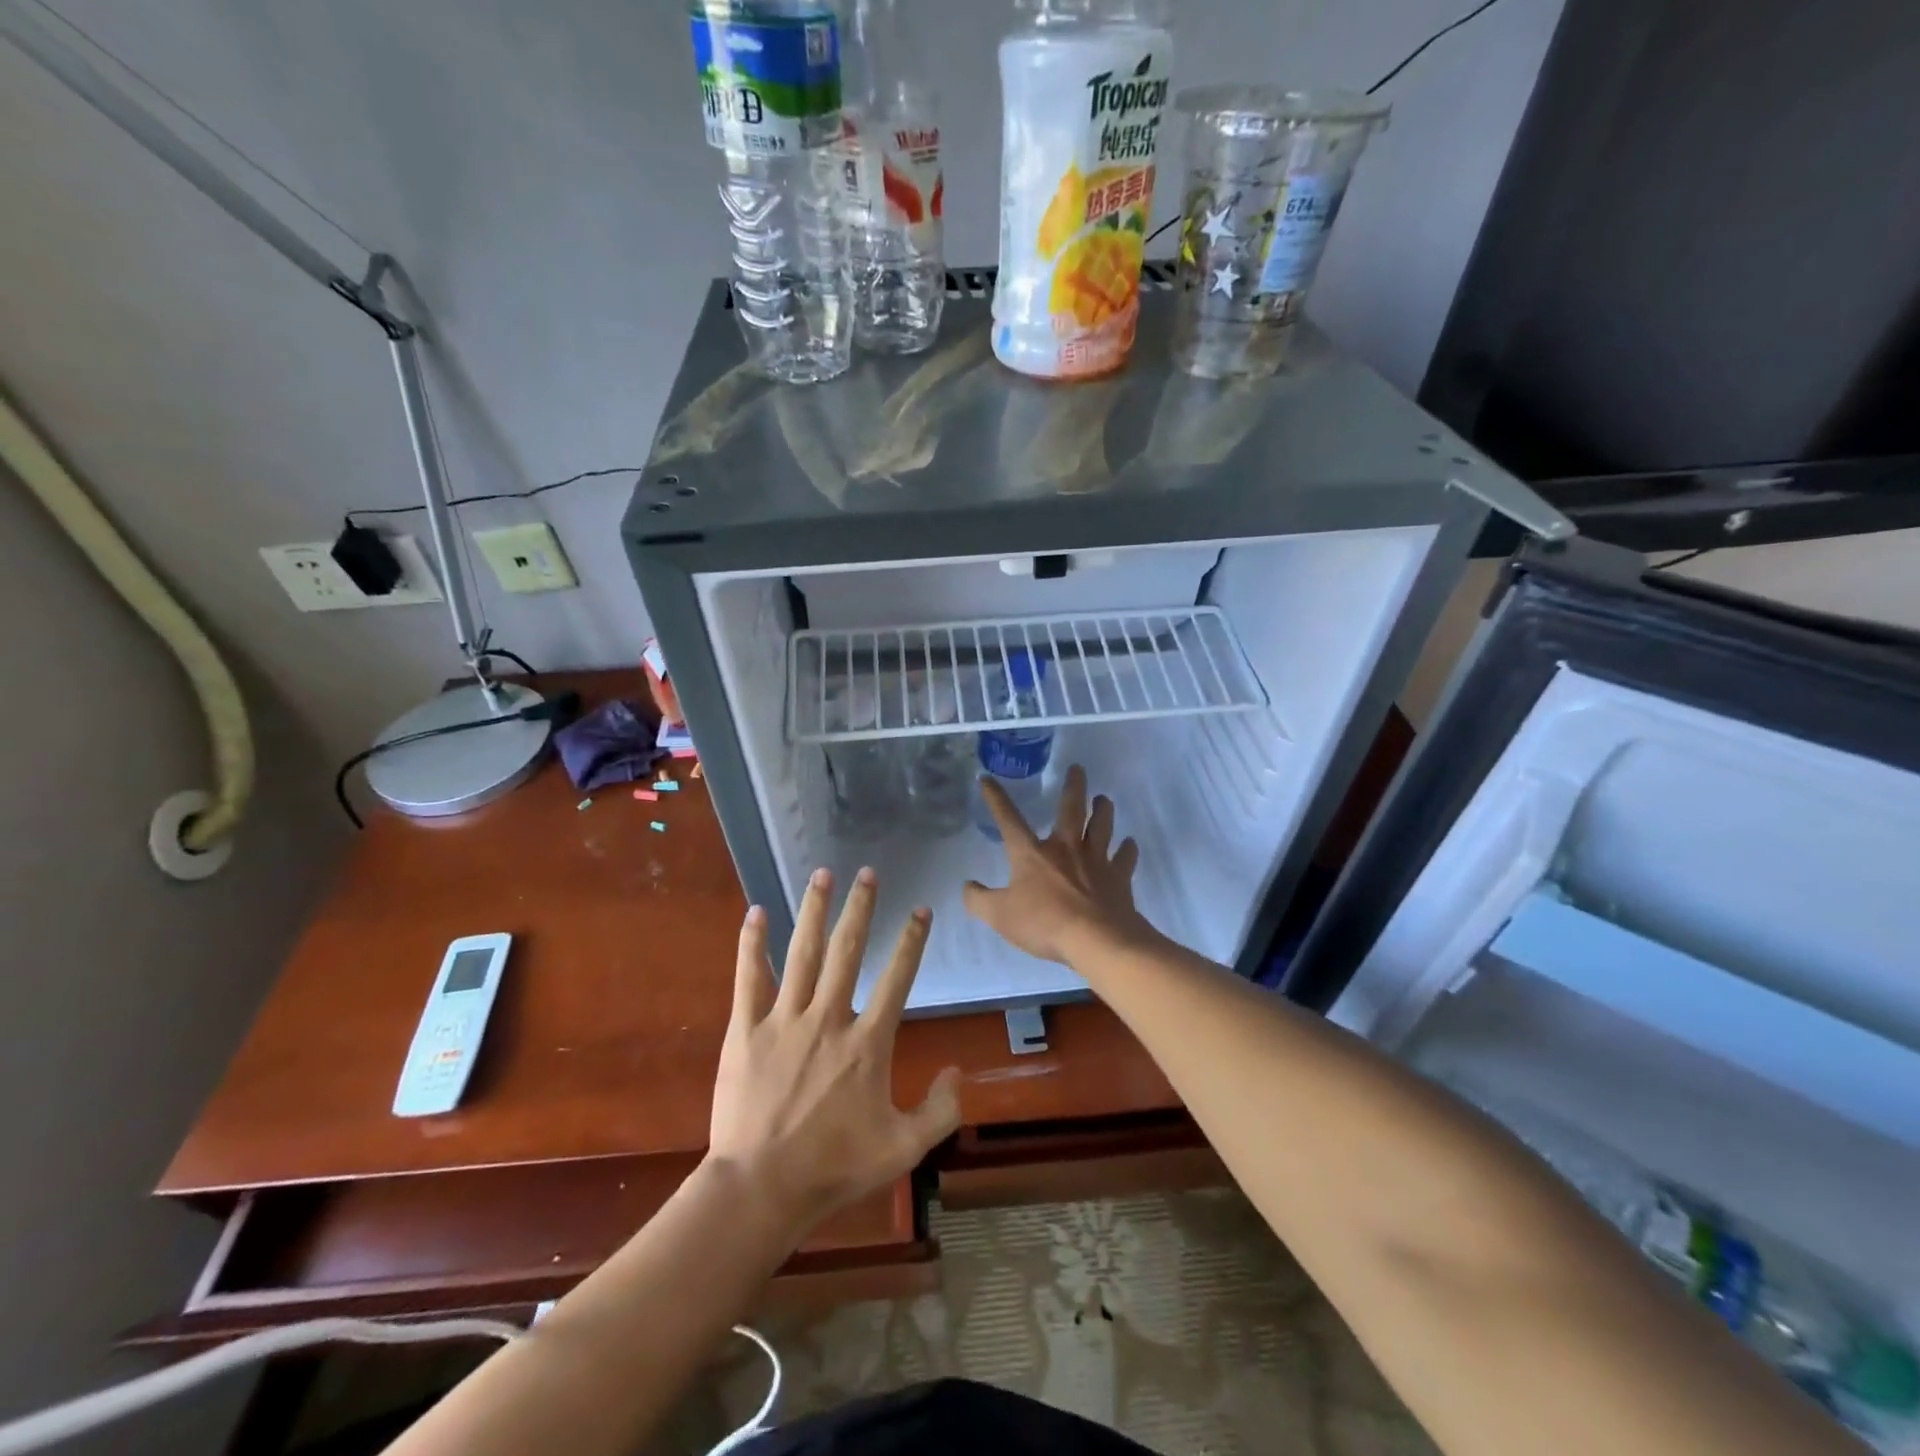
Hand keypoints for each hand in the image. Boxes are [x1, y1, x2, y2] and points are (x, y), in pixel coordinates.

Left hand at [709, 867, 960, 1237]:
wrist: (760, 1189)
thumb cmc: (835, 1168)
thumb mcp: (903, 1148)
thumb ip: (940, 1110)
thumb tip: (956, 1070)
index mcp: (868, 1043)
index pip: (898, 978)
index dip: (912, 941)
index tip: (921, 909)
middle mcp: (829, 1018)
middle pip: (848, 950)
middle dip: (860, 908)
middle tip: (867, 873)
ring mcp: (784, 1019)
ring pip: (802, 952)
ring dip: (814, 910)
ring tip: (822, 874)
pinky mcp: (746, 1029)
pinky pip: (750, 977)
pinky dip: (752, 944)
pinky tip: (756, 912)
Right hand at [963, 765, 1156, 965]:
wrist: (1097, 940)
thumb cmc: (1044, 923)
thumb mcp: (1000, 916)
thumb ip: (979, 901)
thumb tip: (967, 886)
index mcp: (1032, 854)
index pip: (1009, 820)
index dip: (996, 799)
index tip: (987, 778)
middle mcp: (1066, 848)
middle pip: (1070, 810)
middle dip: (1073, 787)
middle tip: (1077, 768)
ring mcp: (1096, 861)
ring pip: (1102, 826)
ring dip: (1103, 810)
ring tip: (1104, 799)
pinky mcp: (1119, 878)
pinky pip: (1125, 858)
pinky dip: (1128, 849)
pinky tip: (1129, 844)